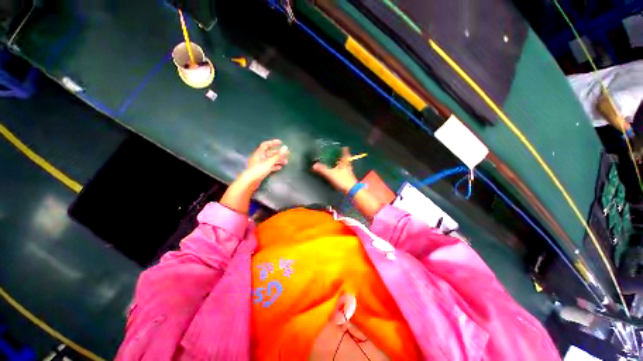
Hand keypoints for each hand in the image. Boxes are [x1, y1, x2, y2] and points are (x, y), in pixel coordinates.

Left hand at [243, 139, 288, 185]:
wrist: (250, 181)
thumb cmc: (259, 170)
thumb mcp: (270, 162)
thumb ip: (278, 155)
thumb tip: (285, 148)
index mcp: (259, 153)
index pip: (266, 145)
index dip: (273, 143)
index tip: (281, 143)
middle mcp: (259, 157)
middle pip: (270, 153)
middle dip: (279, 154)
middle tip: (287, 155)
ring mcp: (260, 164)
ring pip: (271, 160)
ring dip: (278, 160)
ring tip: (285, 162)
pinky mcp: (261, 170)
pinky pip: (269, 166)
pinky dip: (275, 165)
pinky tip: (280, 167)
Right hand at [312, 147, 358, 193]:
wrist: (351, 190)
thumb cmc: (343, 180)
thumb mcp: (331, 174)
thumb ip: (322, 169)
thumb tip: (314, 165)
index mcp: (345, 162)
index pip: (345, 152)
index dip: (344, 149)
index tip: (342, 146)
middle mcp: (347, 165)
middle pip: (345, 158)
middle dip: (341, 155)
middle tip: (337, 153)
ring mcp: (348, 171)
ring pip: (344, 164)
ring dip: (340, 162)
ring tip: (335, 161)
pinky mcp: (347, 177)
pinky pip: (343, 170)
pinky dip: (340, 169)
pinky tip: (336, 171)